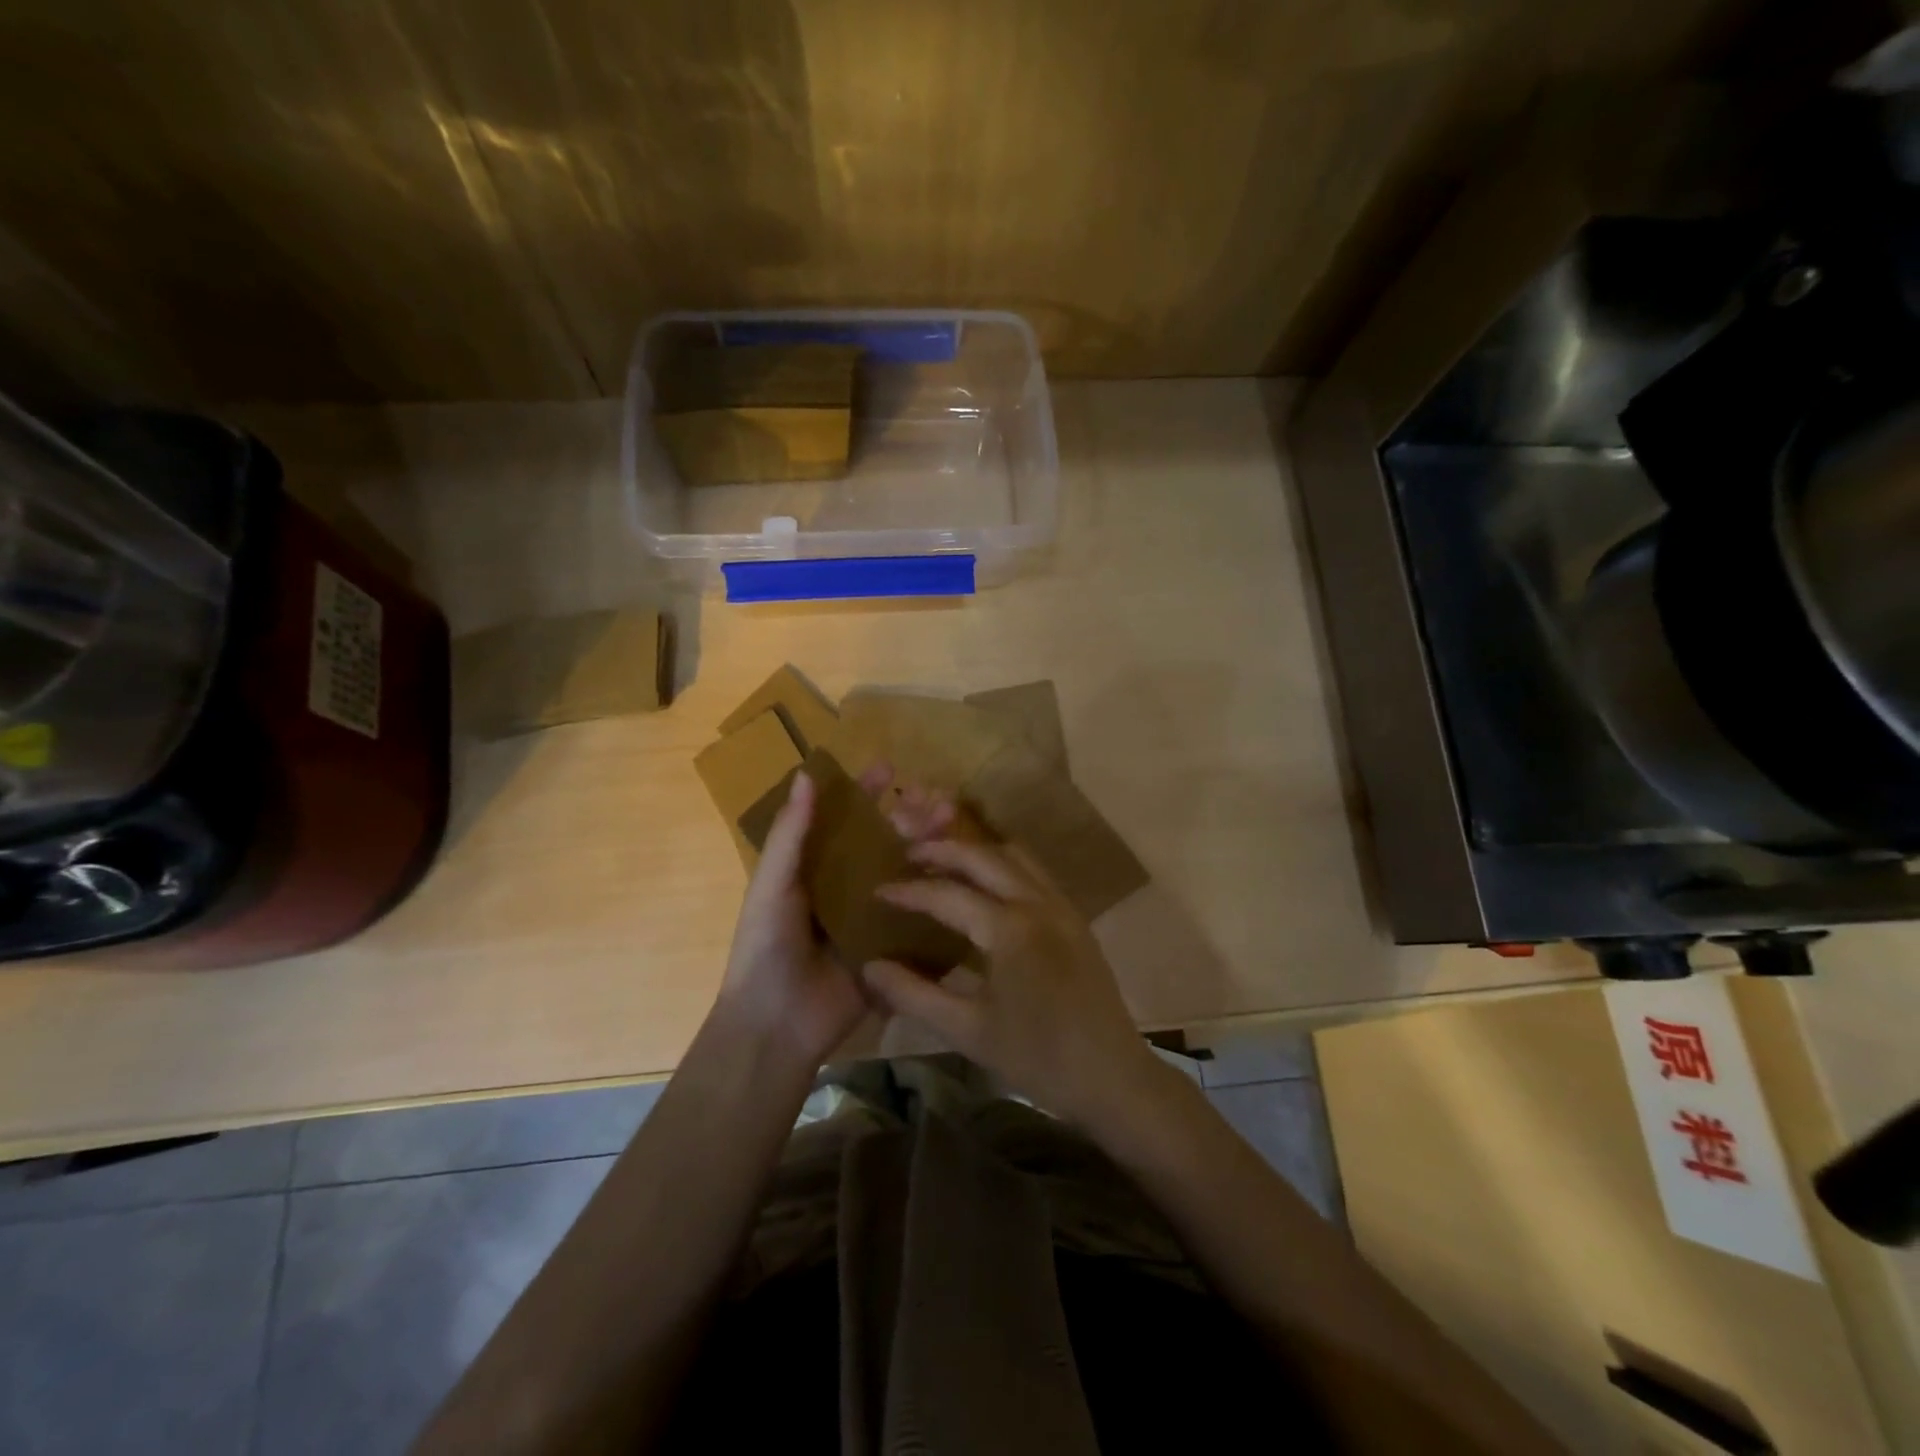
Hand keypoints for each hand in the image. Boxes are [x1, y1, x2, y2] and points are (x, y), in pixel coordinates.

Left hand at [714, 764, 956, 1071]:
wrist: (776, 1023)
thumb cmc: (766, 946)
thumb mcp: (773, 884)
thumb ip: (791, 833)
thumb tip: (806, 774)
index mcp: (816, 868)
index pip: (845, 821)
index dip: (865, 793)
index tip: (890, 769)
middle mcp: (847, 887)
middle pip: (885, 843)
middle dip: (911, 818)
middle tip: (939, 801)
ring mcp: (873, 918)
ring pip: (907, 874)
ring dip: (931, 848)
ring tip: (954, 824)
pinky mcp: (893, 949)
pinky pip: (919, 917)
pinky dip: (940, 895)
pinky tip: (965, 875)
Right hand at [861, 838, 1161, 1128]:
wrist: (1112, 1078)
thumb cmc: (1036, 1058)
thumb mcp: (967, 1031)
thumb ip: (914, 994)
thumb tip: (870, 967)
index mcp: (1009, 928)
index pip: (947, 894)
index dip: (909, 891)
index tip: (878, 890)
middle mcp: (1037, 903)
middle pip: (983, 856)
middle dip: (943, 850)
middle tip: (908, 855)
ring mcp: (1062, 906)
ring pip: (1015, 856)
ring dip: (977, 853)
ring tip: (945, 864)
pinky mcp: (1076, 918)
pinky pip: (1035, 873)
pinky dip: (1005, 865)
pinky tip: (988, 887)